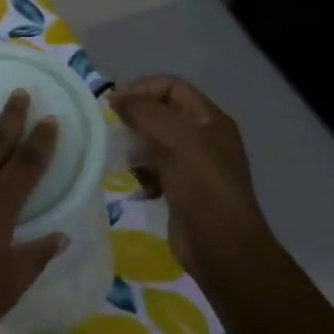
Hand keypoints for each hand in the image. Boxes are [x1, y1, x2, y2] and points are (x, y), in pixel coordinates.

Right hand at [110, 75, 271, 268]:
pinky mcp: (180, 188)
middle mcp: (203, 137)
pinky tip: (135, 185)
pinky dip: (140, 172)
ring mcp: (192, 164)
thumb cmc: (202, 187)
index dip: (141, 88)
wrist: (221, 247)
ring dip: (134, 147)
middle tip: (112, 132)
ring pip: (154, 141)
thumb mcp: (176, 140)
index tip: (113, 105)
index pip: (171, 86)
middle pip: (161, 112)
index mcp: (209, 119)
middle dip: (135, 118)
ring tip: (122, 159)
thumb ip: (144, 112)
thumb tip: (114, 97)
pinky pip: (153, 168)